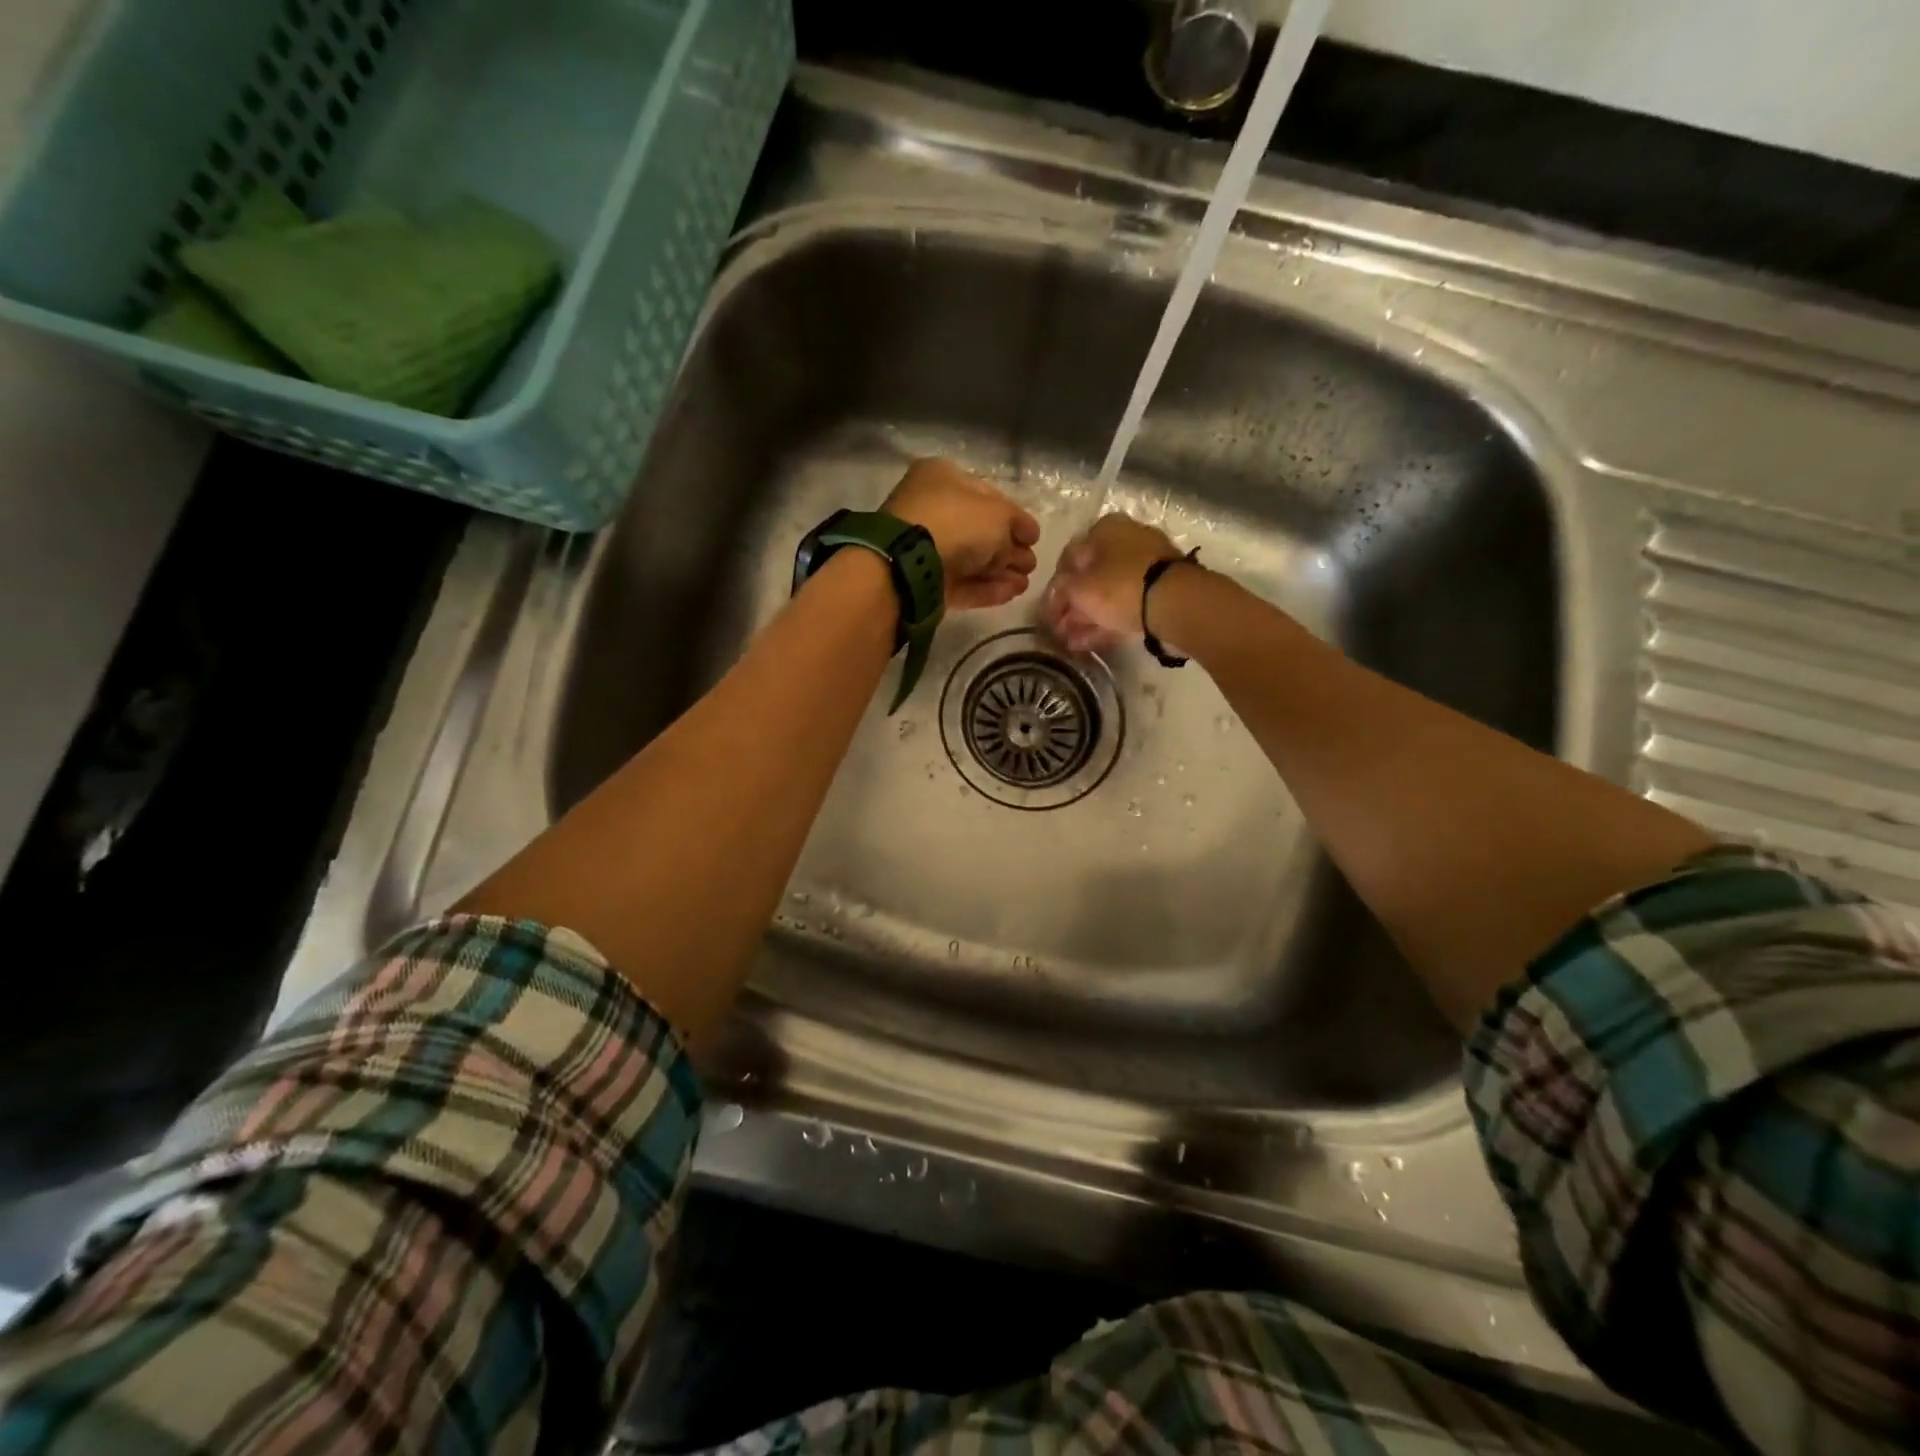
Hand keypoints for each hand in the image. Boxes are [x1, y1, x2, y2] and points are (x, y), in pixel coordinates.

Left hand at [884, 458, 1041, 610]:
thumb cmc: (956, 522)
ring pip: (971, 559)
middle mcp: (932, 509)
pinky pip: (961, 582)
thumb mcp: (998, 514)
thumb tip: (1022, 540)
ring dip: (1001, 572)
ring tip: (1025, 584)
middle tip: (1031, 565)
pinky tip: (1011, 593)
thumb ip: (1016, 525)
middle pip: (979, 531)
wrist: (910, 563)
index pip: (988, 496)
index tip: (1034, 537)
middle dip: (1009, 549)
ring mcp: (926, 548)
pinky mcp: (925, 580)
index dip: (1015, 517)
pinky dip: (986, 588)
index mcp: (943, 478)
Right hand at [1042, 513, 1184, 652]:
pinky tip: (1088, 643)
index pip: (1070, 557)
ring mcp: (1147, 565)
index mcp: (1105, 528)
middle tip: (1059, 630)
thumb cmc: (1119, 586)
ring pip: (1109, 593)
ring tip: (1070, 642)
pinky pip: (1126, 605)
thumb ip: (1061, 590)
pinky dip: (1107, 622)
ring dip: (1087, 617)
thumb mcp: (1079, 588)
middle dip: (1072, 605)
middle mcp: (1127, 540)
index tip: (1047, 611)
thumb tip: (1057, 593)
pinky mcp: (1161, 591)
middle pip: (1091, 576)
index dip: (1055, 586)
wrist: (1175, 602)